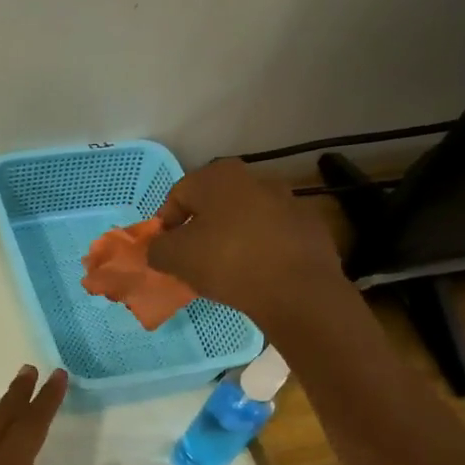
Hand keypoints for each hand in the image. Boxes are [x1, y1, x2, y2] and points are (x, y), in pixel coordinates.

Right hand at [146, 158, 349, 334]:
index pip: (177, 195)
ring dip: (229, 240)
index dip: (165, 225)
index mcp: (218, 177)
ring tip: (224, 272)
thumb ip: (157, 249)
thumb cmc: (227, 262)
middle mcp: (254, 178)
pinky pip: (270, 237)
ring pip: (243, 220)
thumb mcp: (176, 258)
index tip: (164, 253)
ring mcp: (286, 200)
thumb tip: (158, 249)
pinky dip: (258, 251)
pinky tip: (255, 276)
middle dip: (198, 231)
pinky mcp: (307, 226)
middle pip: (213, 206)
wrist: (295, 287)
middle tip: (191, 263)